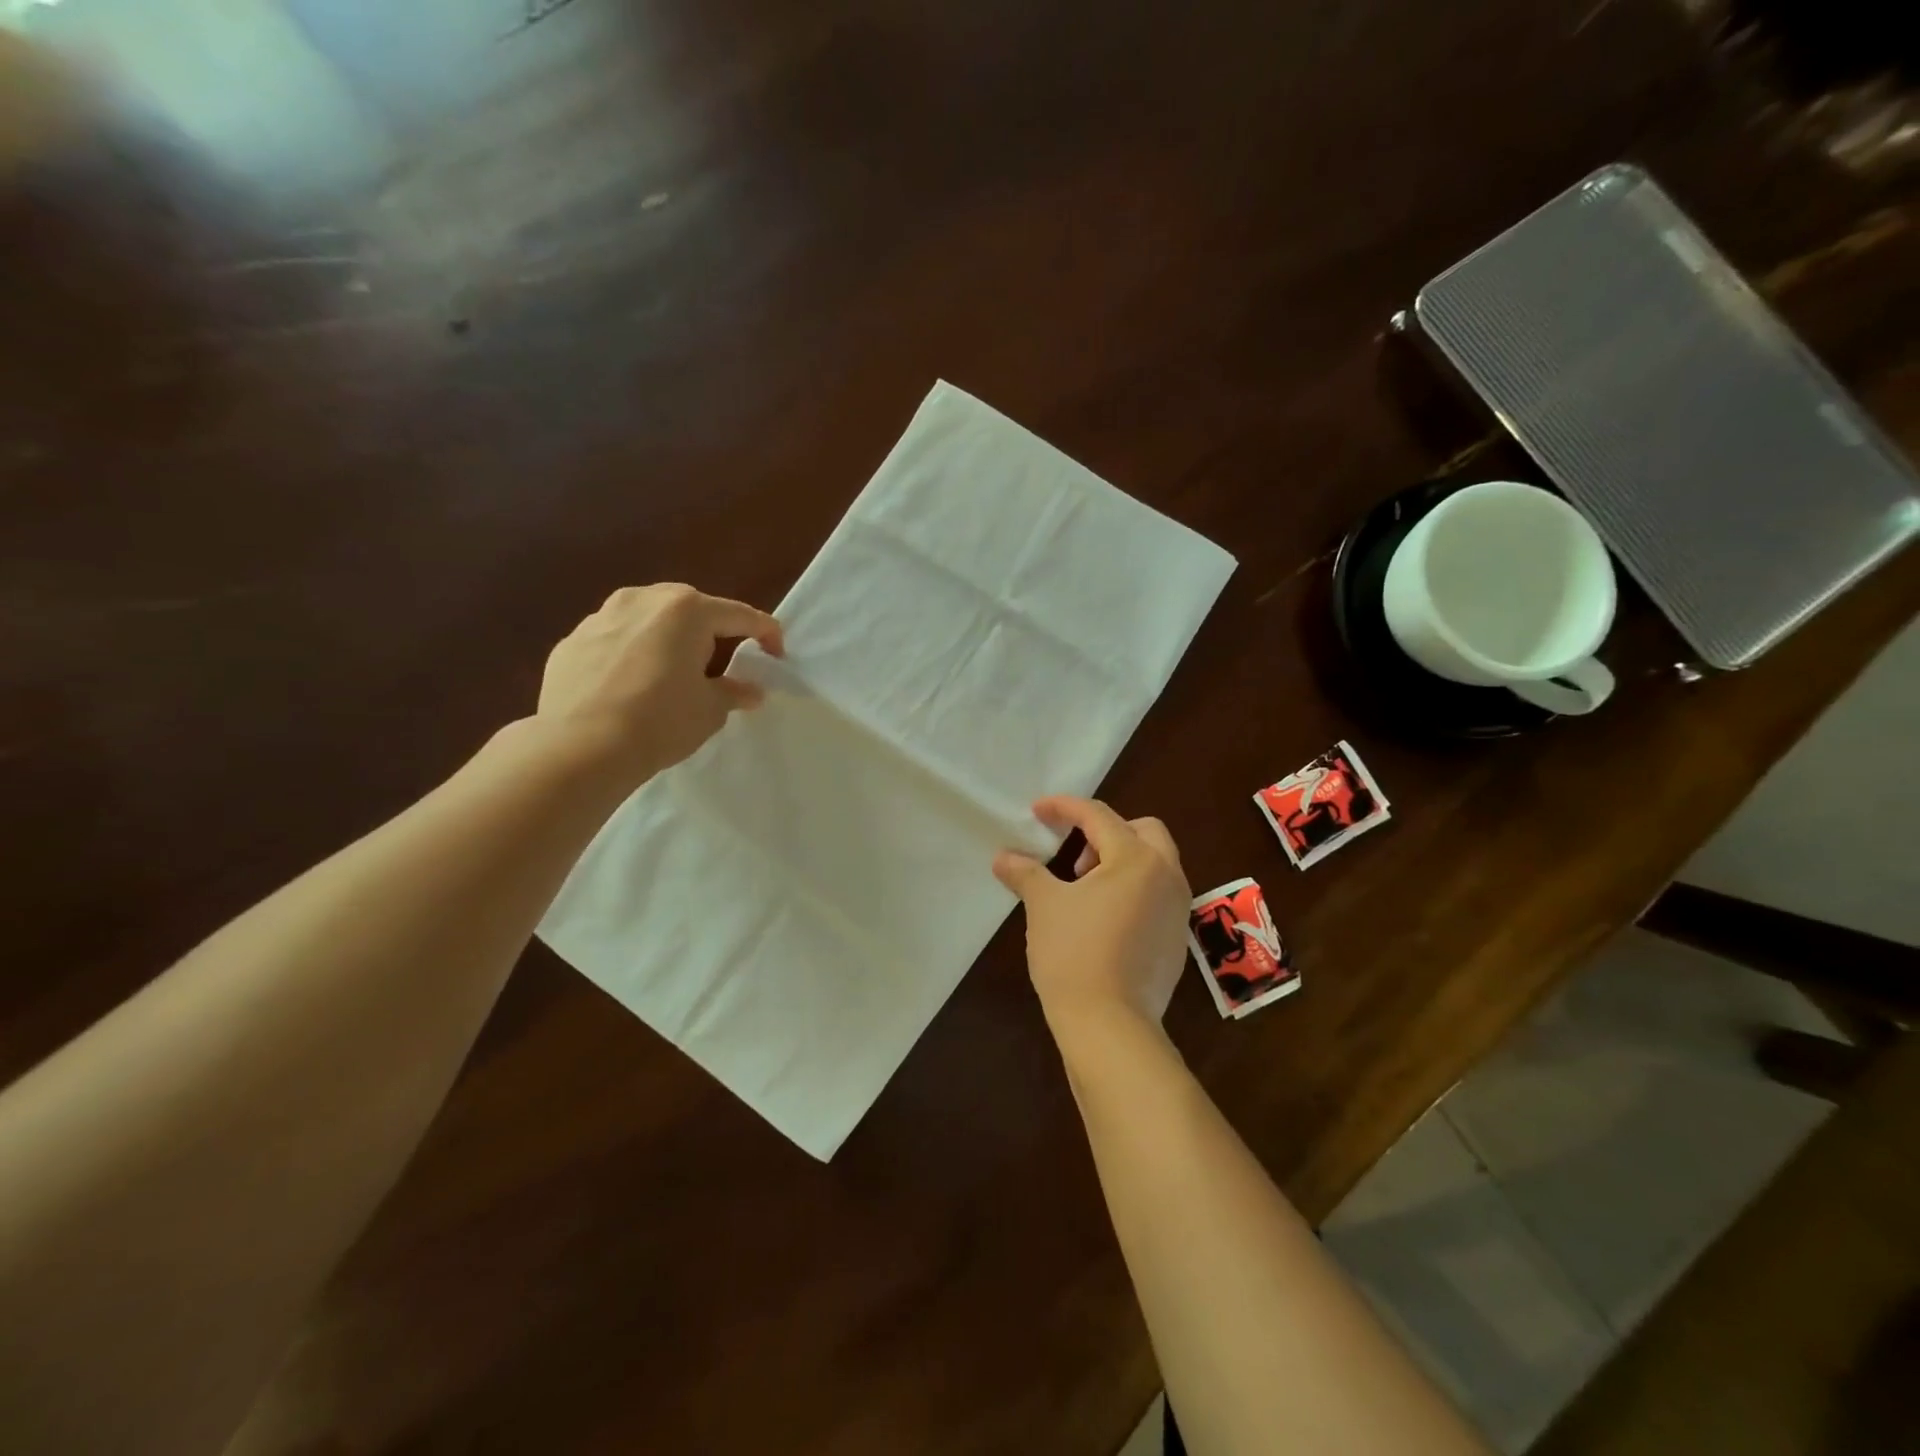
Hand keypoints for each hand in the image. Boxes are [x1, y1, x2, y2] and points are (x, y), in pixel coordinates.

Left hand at [535, 583, 782, 784]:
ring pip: (647, 620)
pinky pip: (613, 640)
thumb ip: (734, 692)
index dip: (766, 634)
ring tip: (669, 673)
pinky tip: (629, 687)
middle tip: (718, 664)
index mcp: (686, 610)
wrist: (580, 748)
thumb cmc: (661, 720)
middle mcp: (642, 600)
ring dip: (665, 639)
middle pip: (690, 609)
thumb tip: (751, 691)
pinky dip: (629, 655)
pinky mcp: (570, 642)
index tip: (776, 655)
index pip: (740, 615)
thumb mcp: (710, 709)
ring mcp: (601, 617)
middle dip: (709, 631)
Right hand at [993, 796, 1190, 1034]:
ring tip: (1083, 889)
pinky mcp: (1176, 938)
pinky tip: (1103, 919)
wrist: (1110, 1025)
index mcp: (1136, 859)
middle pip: (1143, 830)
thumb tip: (1003, 857)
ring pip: (1155, 863)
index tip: (1037, 811)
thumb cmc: (1074, 954)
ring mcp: (1177, 909)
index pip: (1099, 816)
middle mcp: (1167, 875)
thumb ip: (1025, 873)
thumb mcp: (1044, 906)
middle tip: (1073, 857)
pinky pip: (1157, 894)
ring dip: (1120, 861)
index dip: (1064, 808)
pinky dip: (1132, 890)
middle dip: (1106, 832)